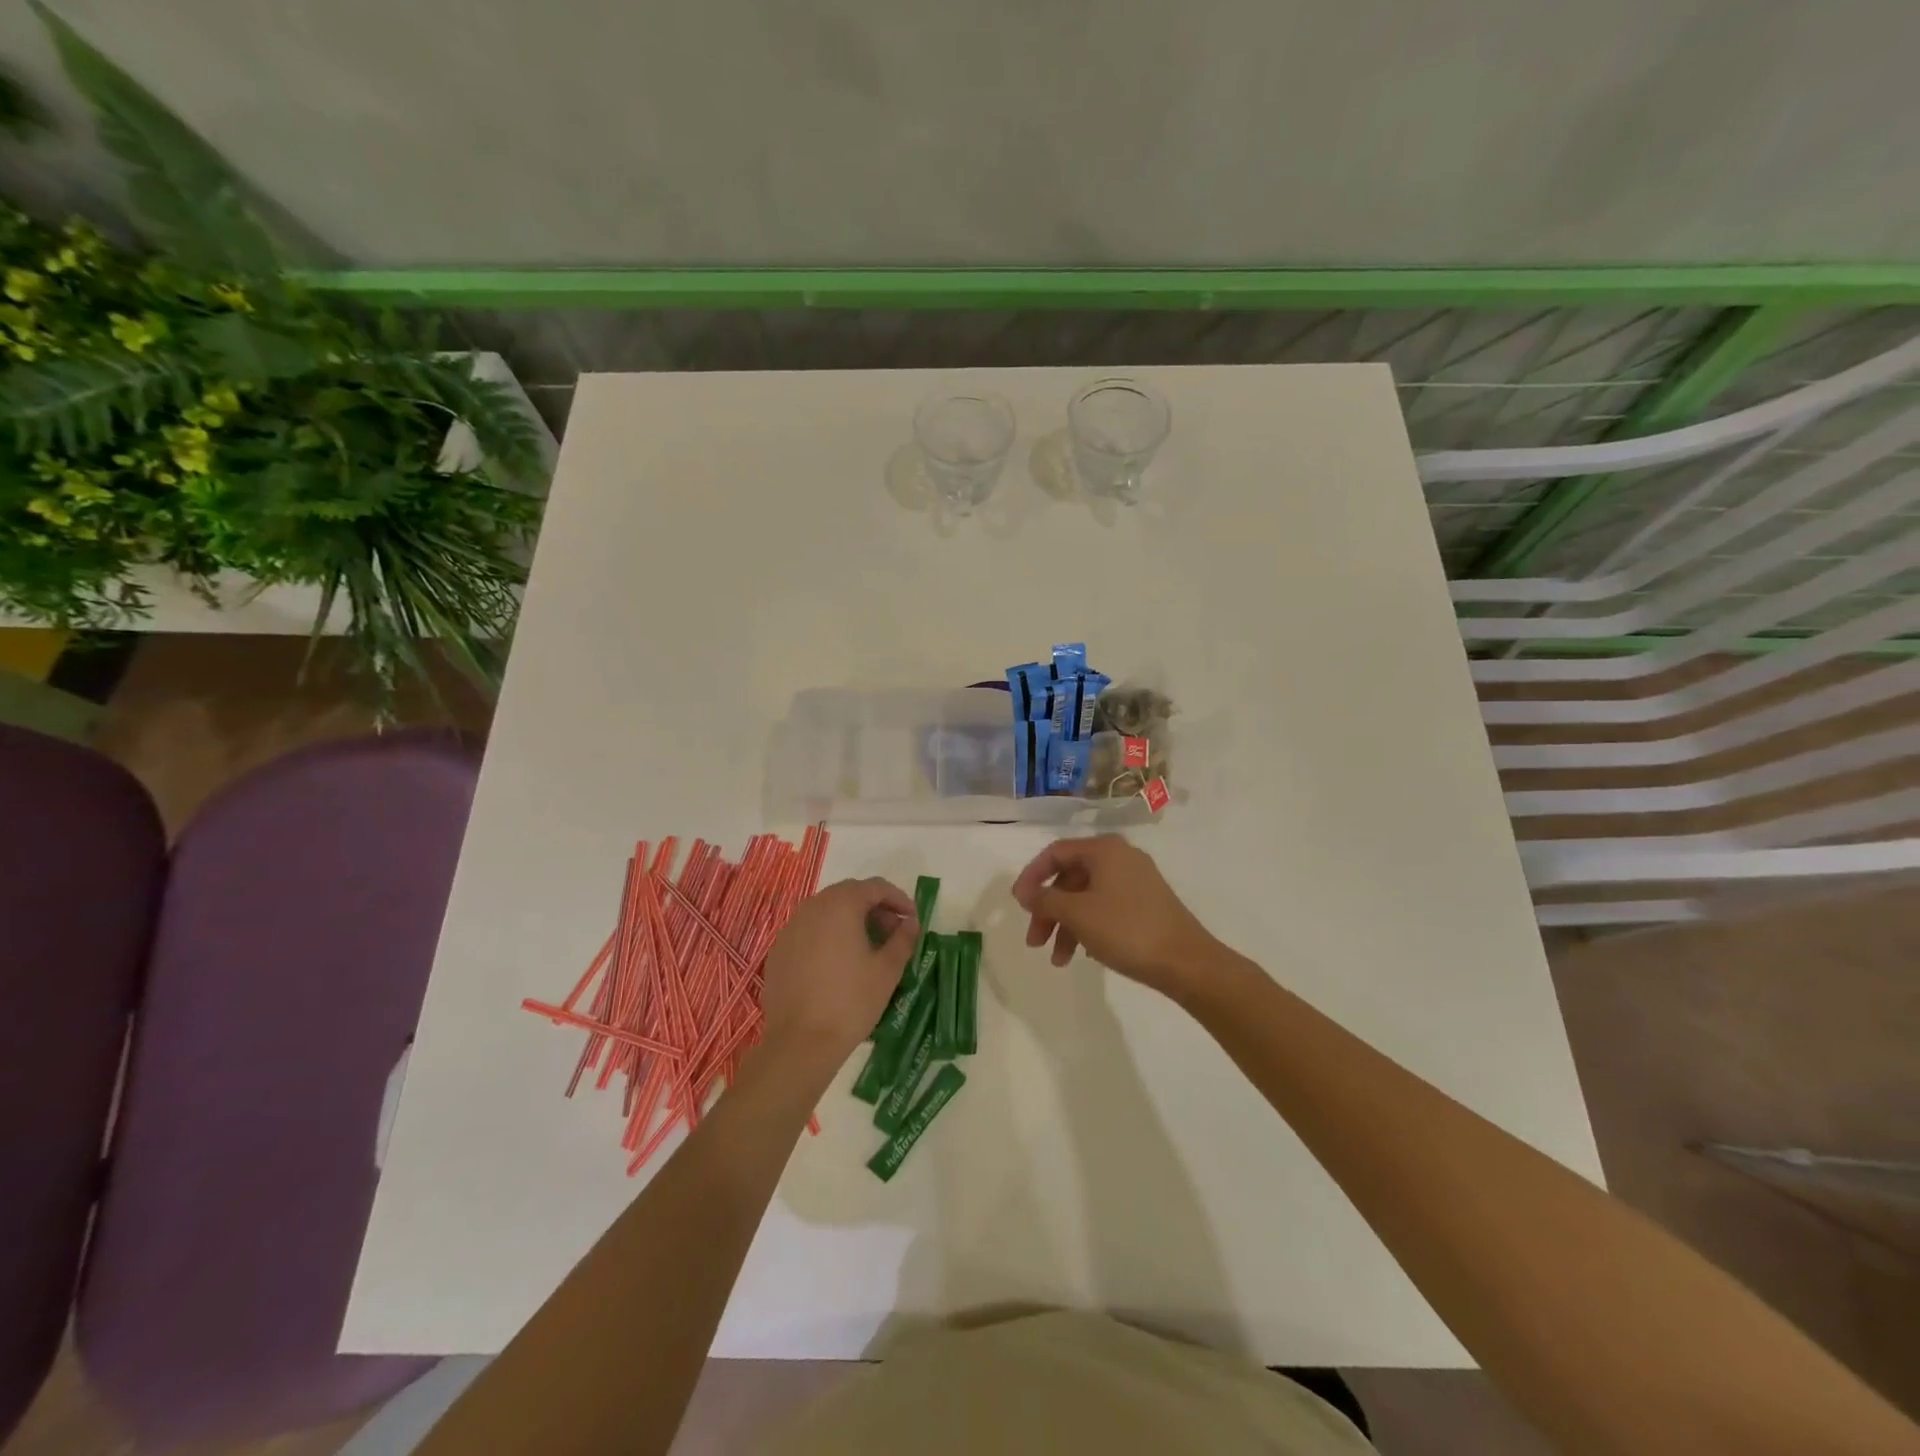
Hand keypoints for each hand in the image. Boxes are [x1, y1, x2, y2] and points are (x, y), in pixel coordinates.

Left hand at [759, 877, 918, 1066]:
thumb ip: (903, 939)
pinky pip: (810, 931)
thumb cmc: (851, 1001)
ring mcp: (791, 928)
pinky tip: (839, 963)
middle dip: (875, 908)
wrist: (800, 1042)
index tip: (912, 919)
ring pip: (827, 911)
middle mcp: (813, 906)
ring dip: (851, 920)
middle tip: (893, 933)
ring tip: (869, 947)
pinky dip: (829, 936)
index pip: (875, 887)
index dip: (898, 899)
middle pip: (849, 894)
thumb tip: (910, 923)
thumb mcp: (887, 970)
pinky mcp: (779, 950)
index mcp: (841, 904)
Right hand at [1011, 835, 1217, 998]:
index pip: (1056, 853)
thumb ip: (1046, 900)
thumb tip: (1026, 893)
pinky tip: (1084, 954)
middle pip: (1070, 878)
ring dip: (1066, 925)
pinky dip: (1088, 927)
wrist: (1186, 962)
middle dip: (1049, 910)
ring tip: (1058, 960)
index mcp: (1104, 850)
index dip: (1032, 877)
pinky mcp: (1146, 904)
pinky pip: (1105, 908)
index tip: (1018, 905)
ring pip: (1087, 897)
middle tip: (1035, 941)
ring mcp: (1136, 881)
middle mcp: (1120, 857)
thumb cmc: (1126, 930)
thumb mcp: (1077, 914)